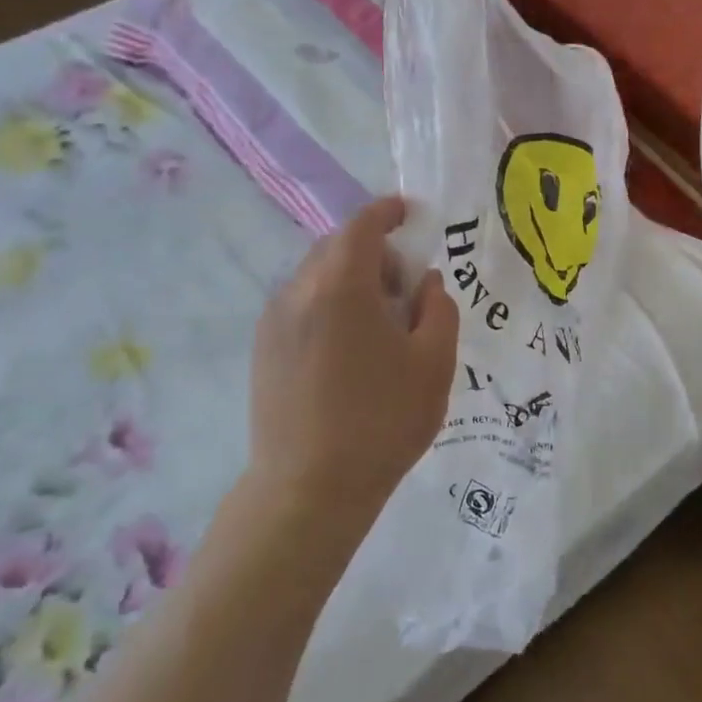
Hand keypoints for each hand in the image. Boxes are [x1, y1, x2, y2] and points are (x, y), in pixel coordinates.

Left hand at [248, 197, 458, 513]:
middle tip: (406, 288)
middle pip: (336, 248)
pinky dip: (329, 306)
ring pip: (316, 278)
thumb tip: (426, 283)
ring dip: (350, 282)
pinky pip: (301, 306)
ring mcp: (274, 322)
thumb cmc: (383, 421)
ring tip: (379, 326)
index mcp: (341, 286)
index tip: (408, 213)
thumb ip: (439, 308)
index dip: (387, 212)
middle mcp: (299, 291)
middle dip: (374, 253)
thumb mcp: (435, 363)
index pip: (362, 225)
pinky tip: (349, 352)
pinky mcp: (263, 350)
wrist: (309, 489)